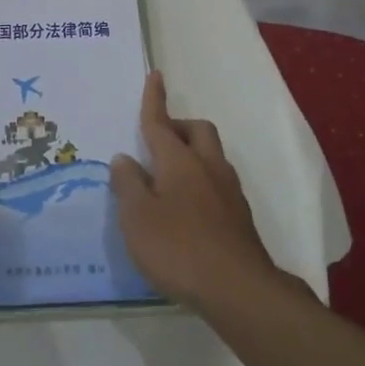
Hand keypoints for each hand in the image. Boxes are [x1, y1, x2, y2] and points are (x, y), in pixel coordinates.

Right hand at [110, 72, 280, 307]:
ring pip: (212, 155)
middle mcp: (207, 167)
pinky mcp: (240, 216)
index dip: (154, 99)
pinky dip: (202, 181)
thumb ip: (128, 185)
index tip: (156, 75)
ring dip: (192, 154)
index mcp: (178, 161)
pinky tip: (188, 209)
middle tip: (158, 142)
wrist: (238, 289)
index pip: (160, 123)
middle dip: (179, 126)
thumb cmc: (178, 249)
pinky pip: (218, 182)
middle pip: (197, 130)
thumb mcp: (137, 218)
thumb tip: (124, 158)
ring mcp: (228, 191)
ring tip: (169, 179)